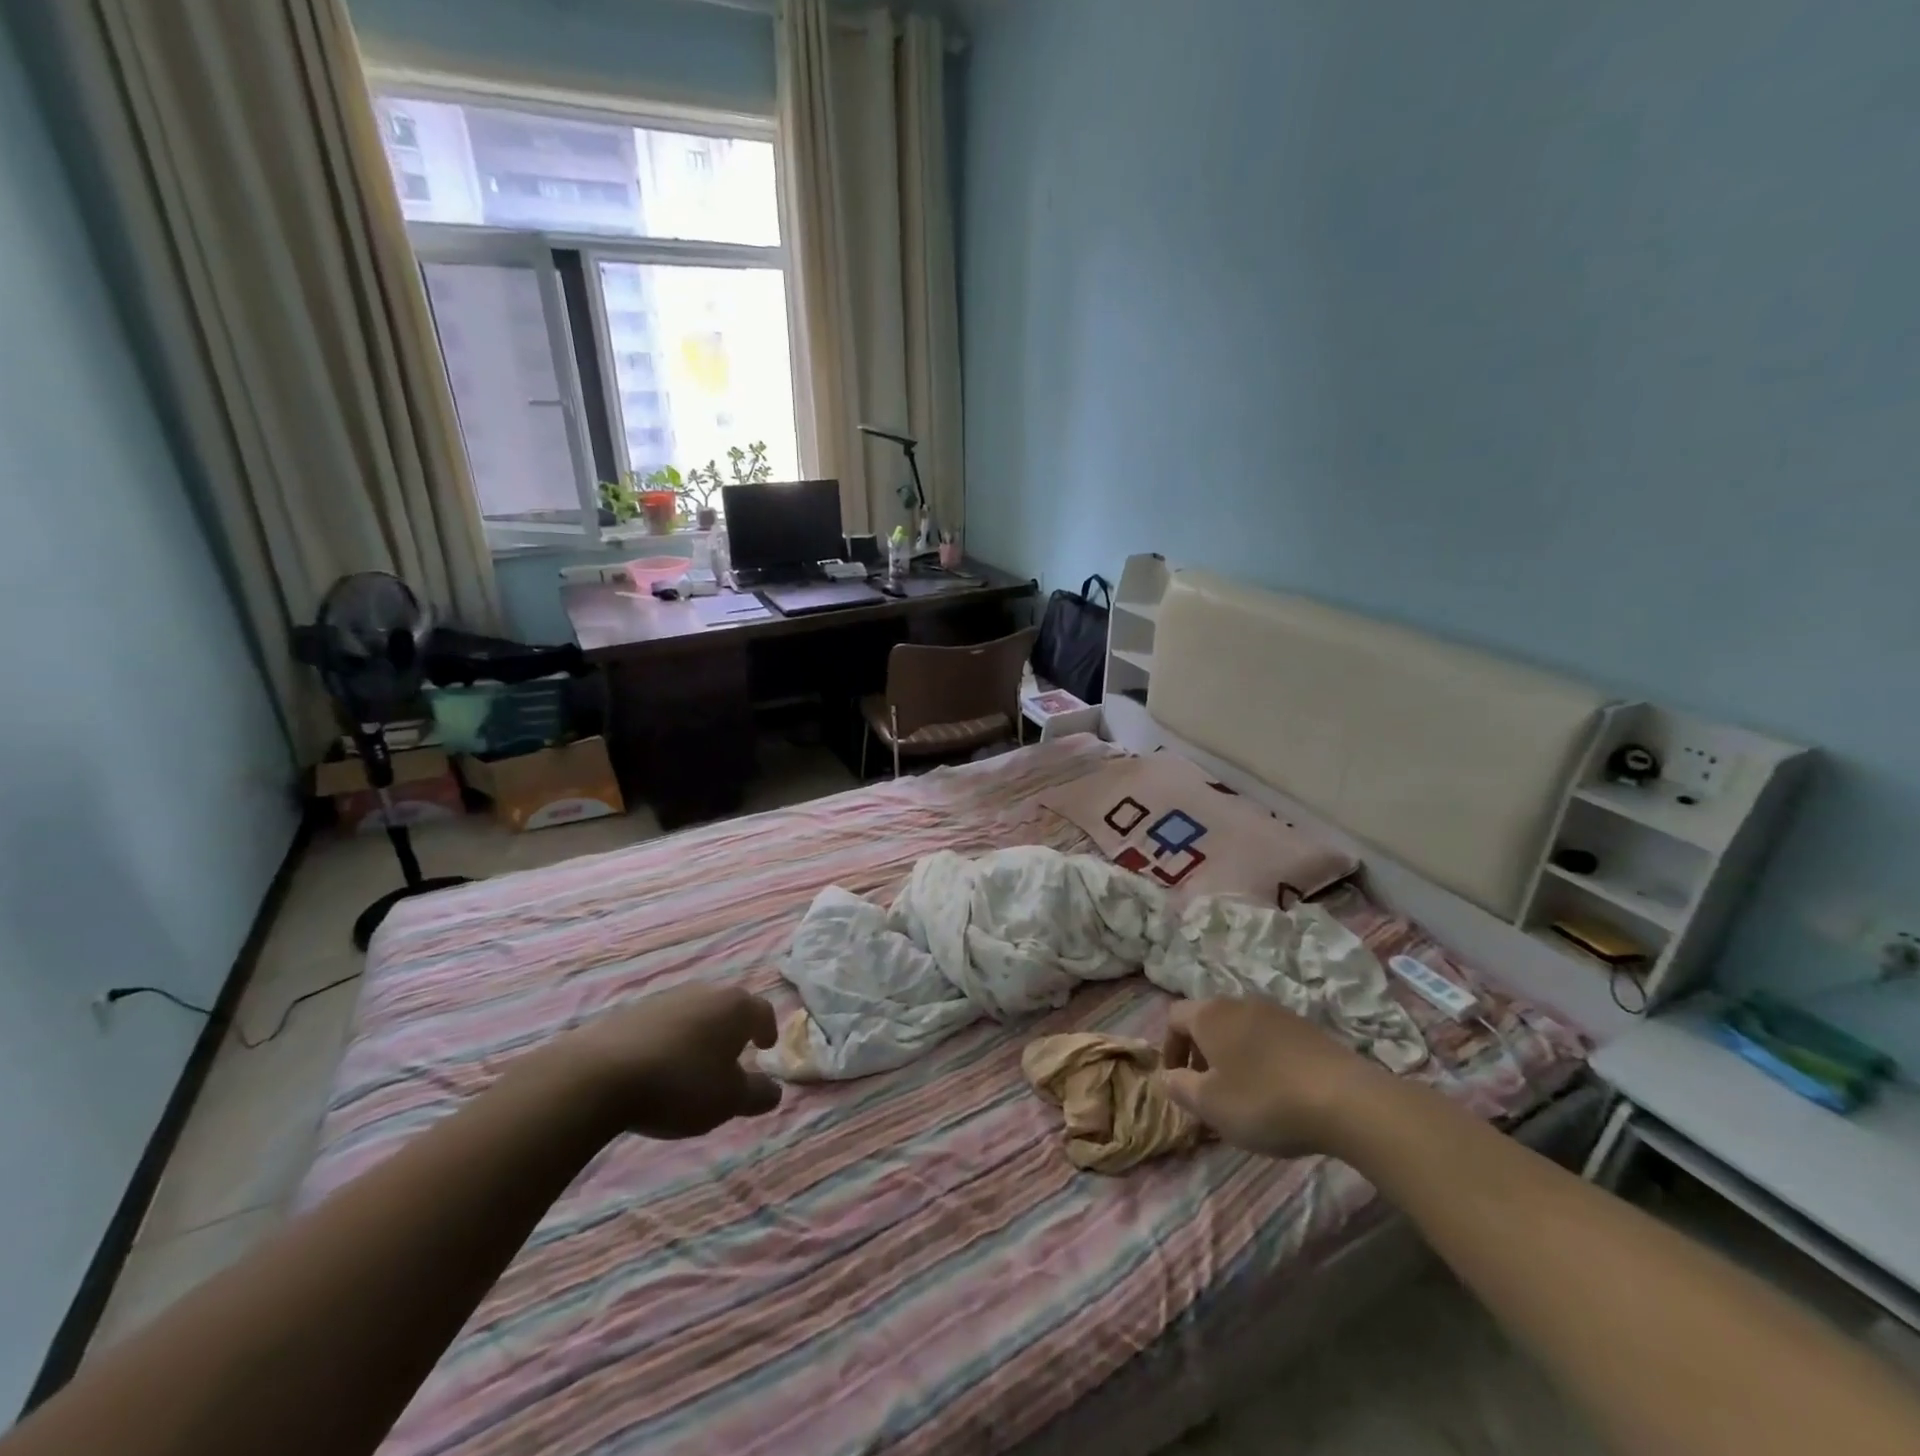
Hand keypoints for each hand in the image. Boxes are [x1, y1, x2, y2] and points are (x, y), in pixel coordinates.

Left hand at [558, 984, 783, 1139]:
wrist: (599, 1075)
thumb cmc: (681, 1084)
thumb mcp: (728, 1101)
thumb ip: (757, 1094)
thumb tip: (774, 1090)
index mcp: (735, 1007)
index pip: (762, 1011)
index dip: (767, 1029)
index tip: (765, 1047)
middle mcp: (704, 992)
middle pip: (727, 1007)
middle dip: (732, 1029)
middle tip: (731, 1056)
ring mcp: (665, 998)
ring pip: (693, 1013)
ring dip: (698, 1034)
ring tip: (692, 1065)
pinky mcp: (630, 1012)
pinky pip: (661, 1024)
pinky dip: (668, 1040)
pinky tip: (657, 1067)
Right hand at [1159, 998, 1388, 1157]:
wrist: (1347, 1100)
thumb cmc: (1265, 1100)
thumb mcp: (1210, 1105)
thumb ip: (1180, 1088)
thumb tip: (1167, 1076)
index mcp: (1210, 1015)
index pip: (1174, 1017)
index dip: (1169, 1047)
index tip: (1177, 1079)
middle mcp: (1239, 1002)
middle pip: (1208, 1020)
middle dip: (1201, 1052)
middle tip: (1208, 1089)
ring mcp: (1277, 1012)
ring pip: (1240, 1028)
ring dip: (1232, 1055)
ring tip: (1243, 1093)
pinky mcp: (1307, 1028)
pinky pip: (1270, 1038)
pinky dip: (1262, 1058)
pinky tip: (1278, 1090)